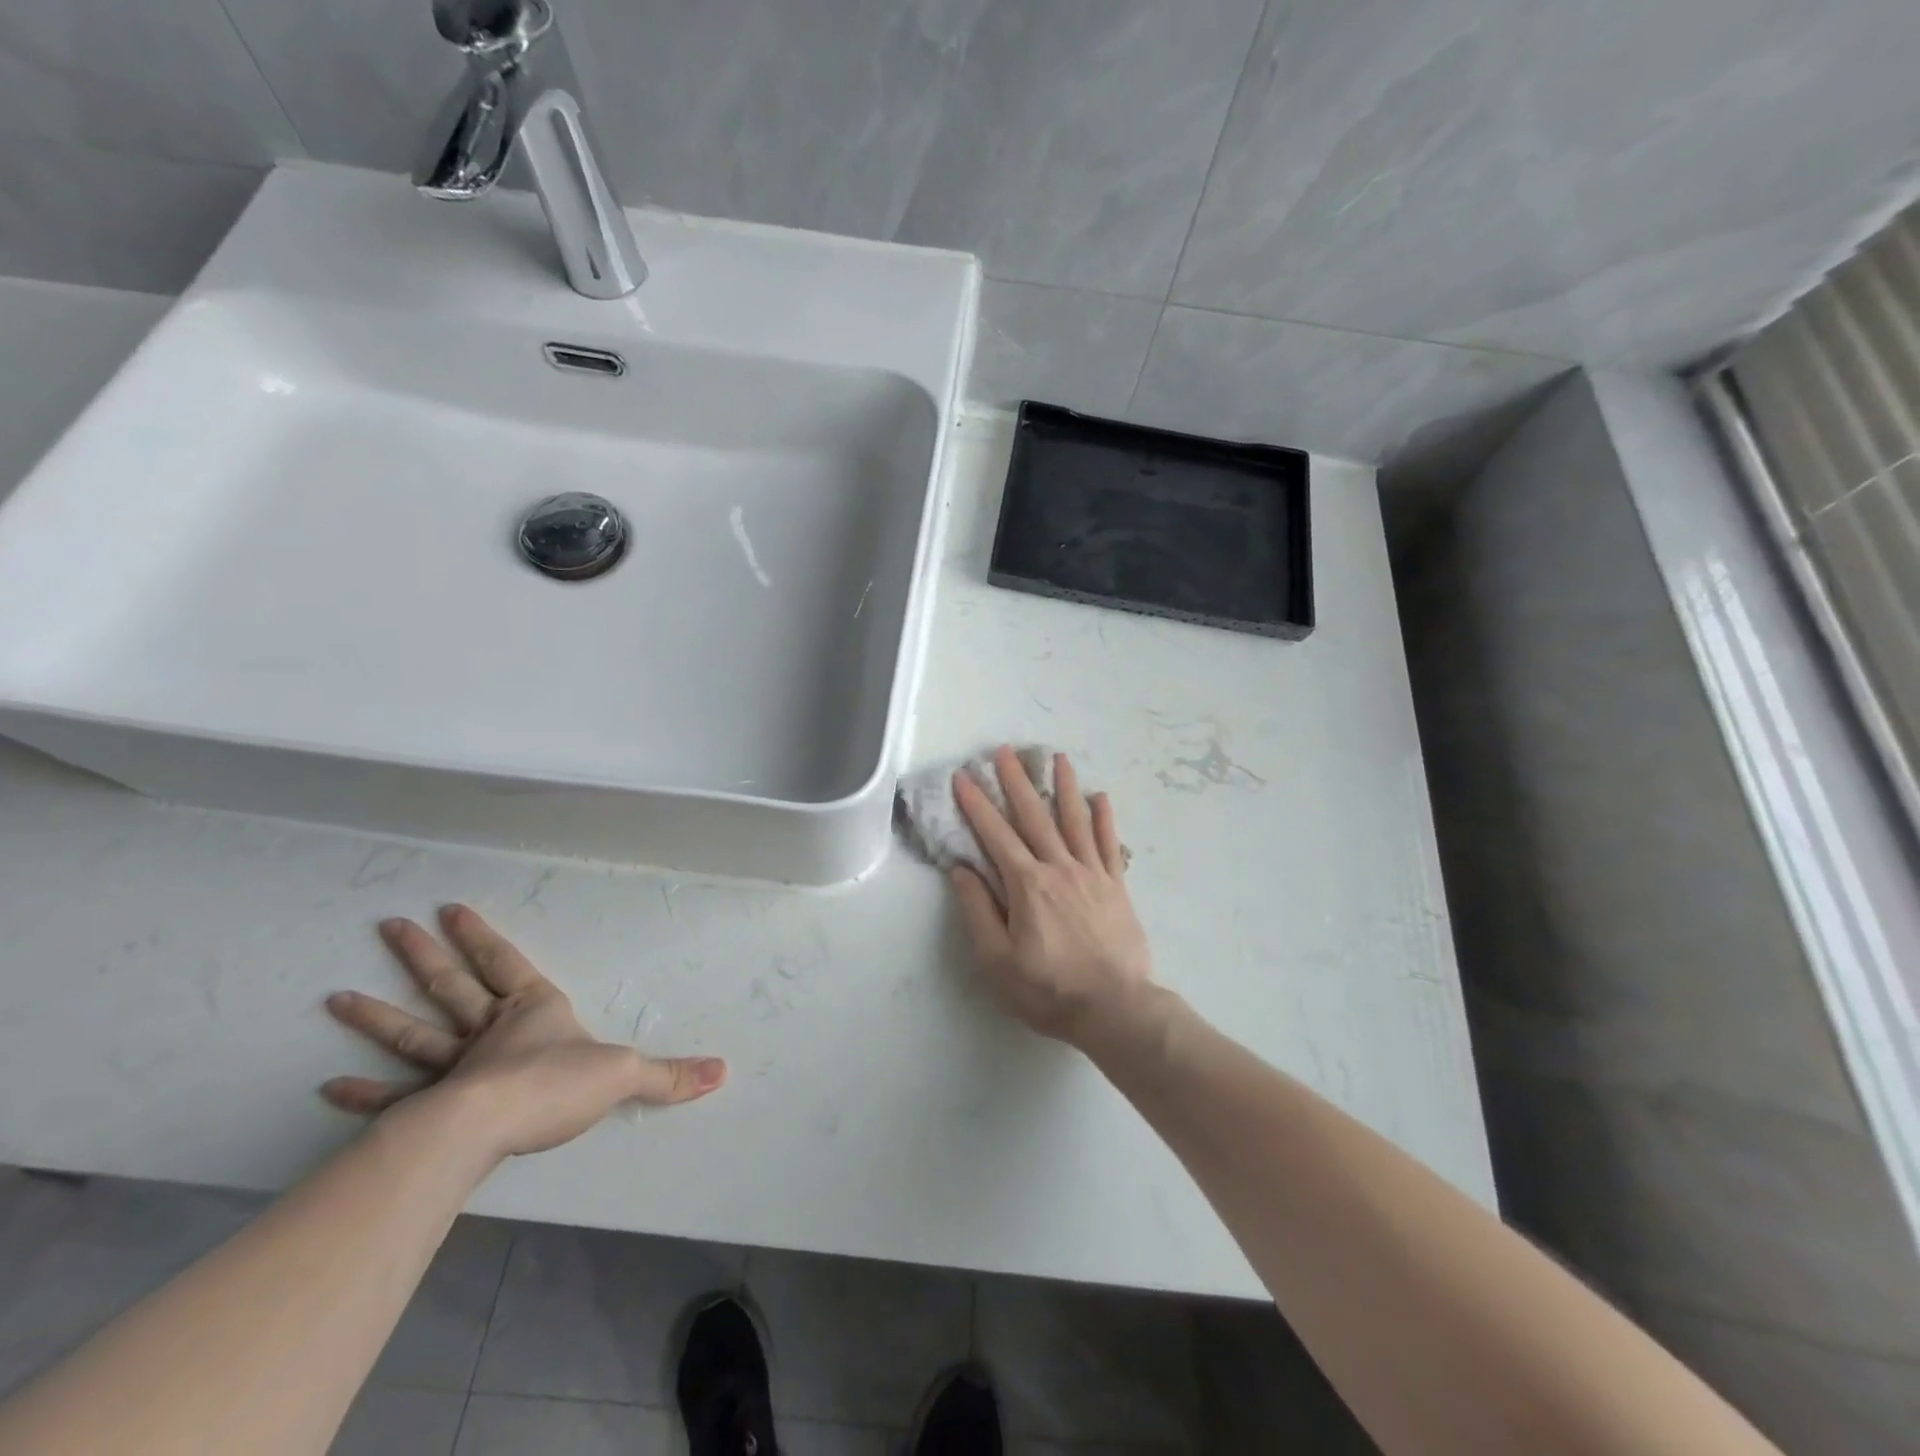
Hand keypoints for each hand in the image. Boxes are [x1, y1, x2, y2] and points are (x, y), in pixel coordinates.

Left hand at [323, 904, 725, 1158]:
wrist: (492, 1126)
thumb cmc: (555, 1085)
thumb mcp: (625, 1075)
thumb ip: (670, 1075)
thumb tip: (723, 1072)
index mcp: (532, 1011)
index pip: (505, 963)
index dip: (481, 937)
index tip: (450, 909)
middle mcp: (489, 1031)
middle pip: (452, 986)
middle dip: (424, 957)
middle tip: (390, 927)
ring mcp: (454, 1068)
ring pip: (413, 1033)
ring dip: (378, 1017)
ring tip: (336, 997)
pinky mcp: (430, 1107)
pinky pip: (393, 1096)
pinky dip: (362, 1093)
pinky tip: (329, 1086)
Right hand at [950, 747, 1154, 1046]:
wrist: (1115, 1008)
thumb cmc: (1048, 989)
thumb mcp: (997, 960)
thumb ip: (978, 911)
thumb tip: (962, 870)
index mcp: (1026, 884)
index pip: (995, 835)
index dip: (976, 804)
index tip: (963, 777)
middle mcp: (1059, 867)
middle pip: (1034, 816)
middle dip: (1016, 781)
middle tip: (1005, 751)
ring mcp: (1092, 873)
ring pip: (1074, 820)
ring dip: (1063, 786)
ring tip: (1057, 757)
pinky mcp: (1116, 886)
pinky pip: (1108, 843)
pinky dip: (1104, 818)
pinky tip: (1101, 796)